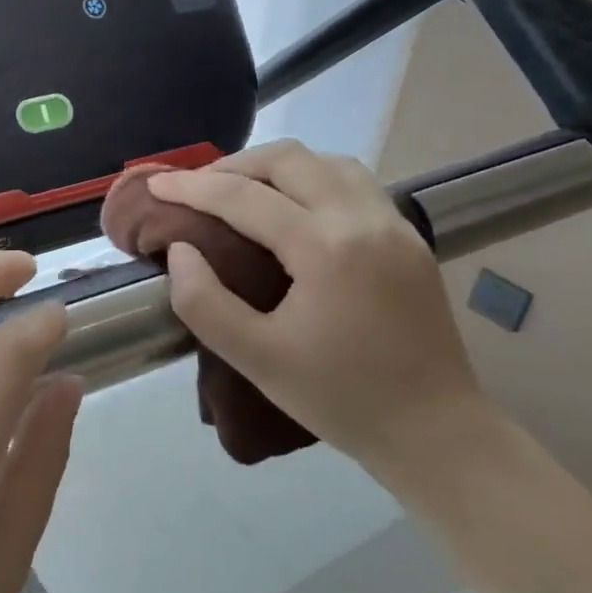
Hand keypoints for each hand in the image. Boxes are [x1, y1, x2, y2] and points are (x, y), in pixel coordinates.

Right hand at [147, 141, 480, 463]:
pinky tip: (293, 207)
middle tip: (195, 188)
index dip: (191, 187)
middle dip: (232, 165)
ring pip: (326, 162)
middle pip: (288, 159)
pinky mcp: (409, 238)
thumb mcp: (256, 359)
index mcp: (326, 248)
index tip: (155, 185)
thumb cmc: (340, 399)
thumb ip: (204, 301)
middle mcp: (364, 220)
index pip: (243, 197)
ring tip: (241, 190)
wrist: (436, 433)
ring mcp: (394, 225)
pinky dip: (311, 178)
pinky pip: (353, 182)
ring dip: (276, 166)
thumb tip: (180, 250)